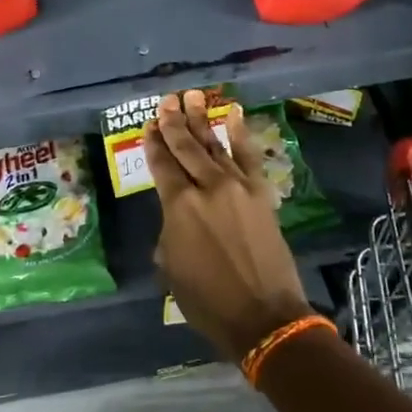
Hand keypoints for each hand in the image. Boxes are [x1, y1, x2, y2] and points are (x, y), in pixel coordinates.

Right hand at [146, 90, 313, 361]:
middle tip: (166, 100)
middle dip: (174, 122)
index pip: (162, 165)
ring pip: (215, 145)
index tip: (149, 124)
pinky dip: (240, 133)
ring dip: (201, 119)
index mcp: (178, 207)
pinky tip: (232, 113)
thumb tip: (178, 219)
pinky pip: (249, 156)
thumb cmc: (207, 300)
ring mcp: (238, 187)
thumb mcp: (171, 268)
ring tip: (191, 96)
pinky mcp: (261, 193)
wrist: (263, 315)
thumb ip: (169, 232)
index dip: (154, 143)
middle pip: (187, 147)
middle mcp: (207, 188)